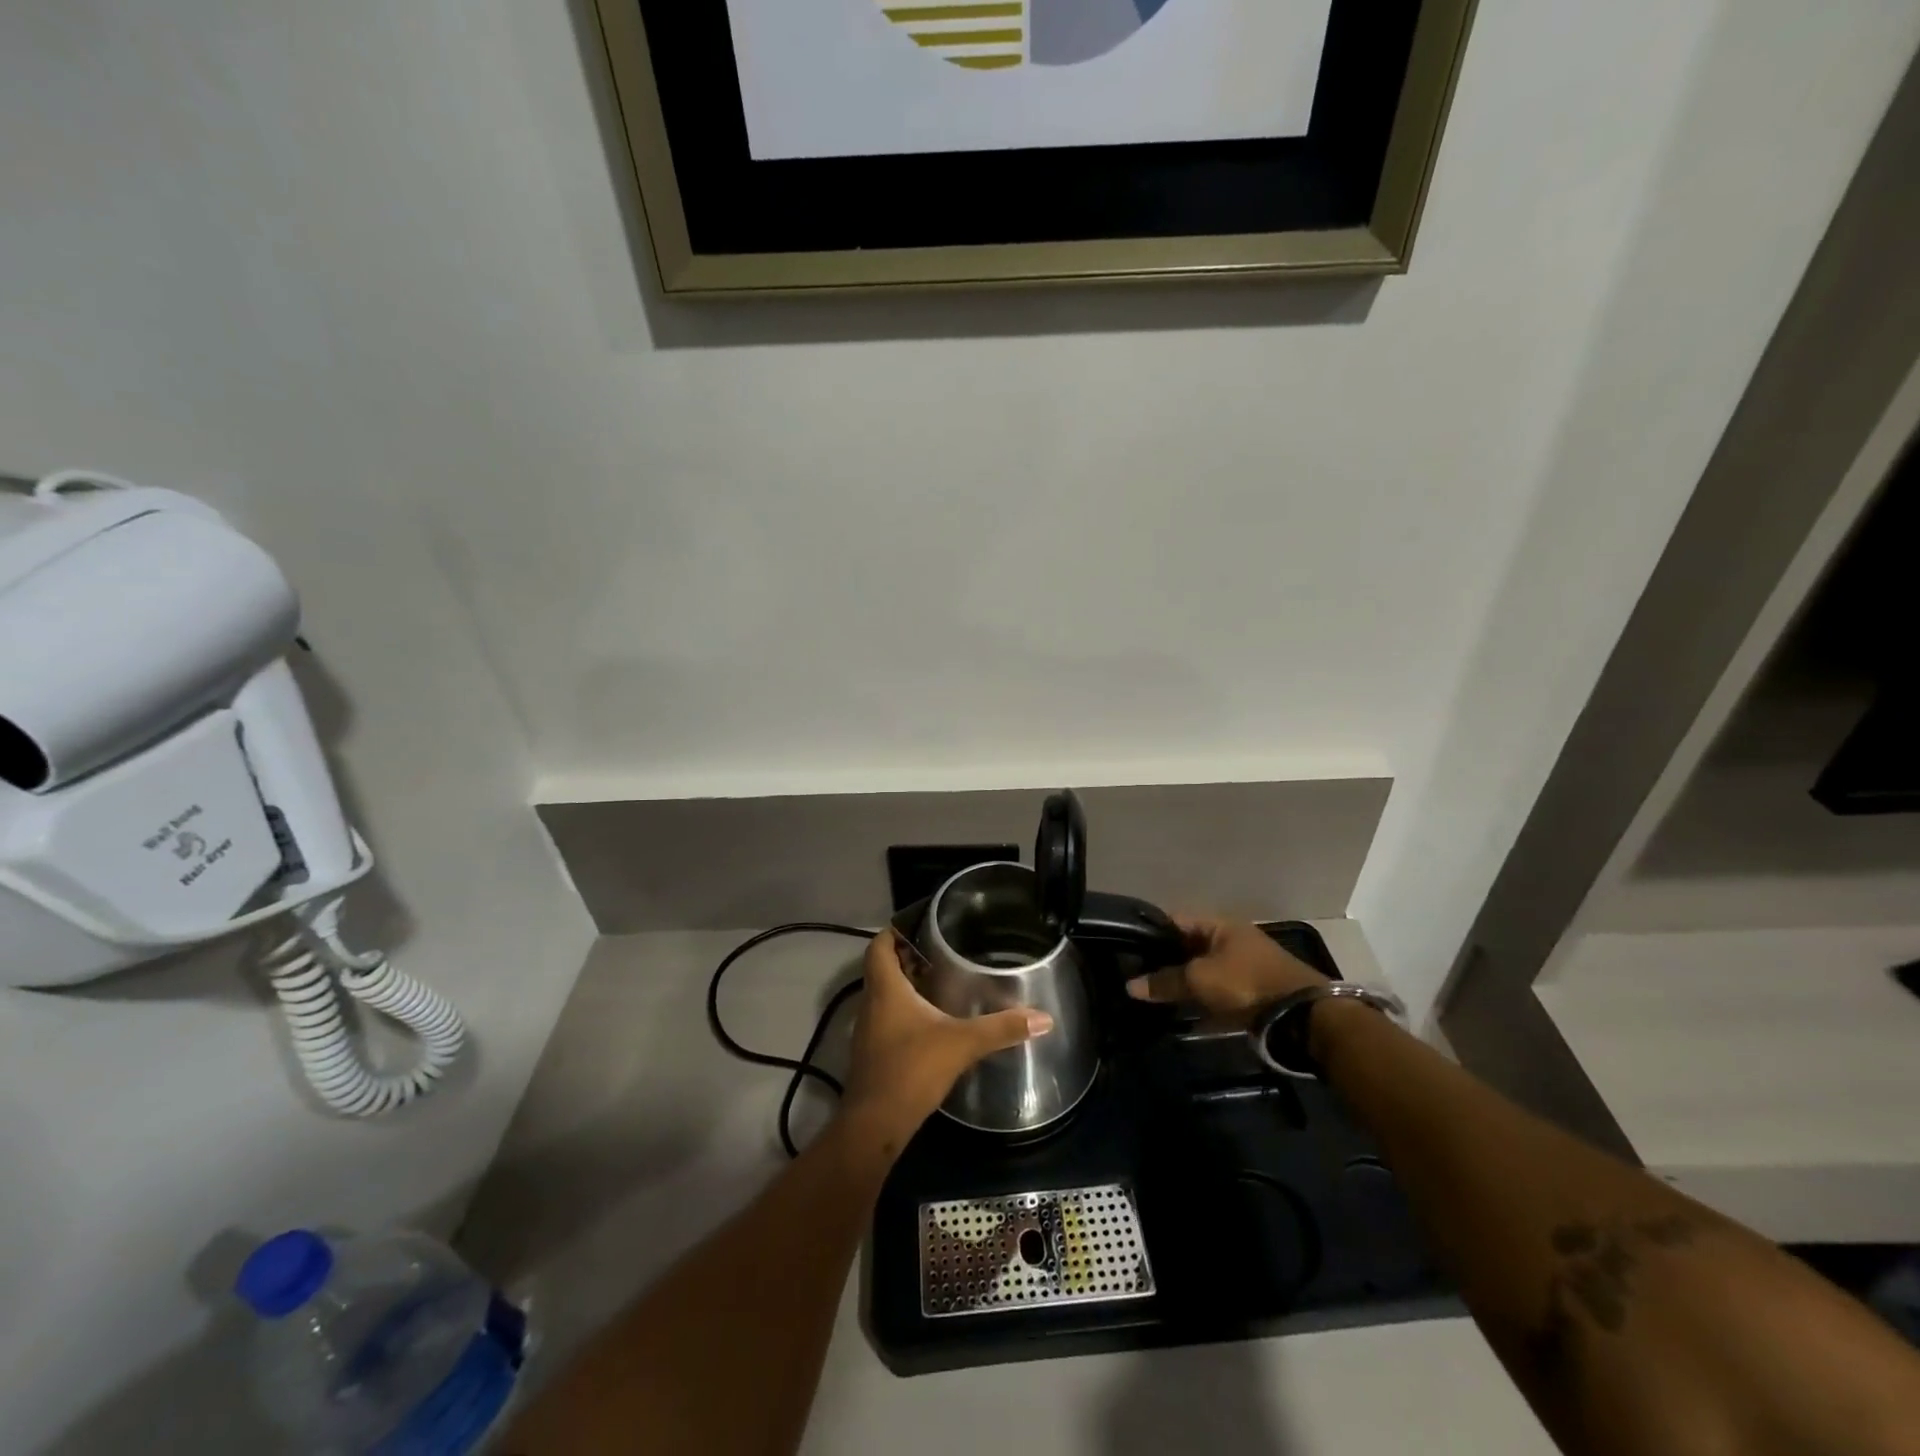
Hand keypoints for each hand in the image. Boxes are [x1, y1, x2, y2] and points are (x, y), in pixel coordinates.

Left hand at [842, 931, 1052, 1149]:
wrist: (875, 1124)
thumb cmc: (912, 1069)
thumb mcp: (962, 1043)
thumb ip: (1001, 1028)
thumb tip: (1043, 1018)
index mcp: (885, 988)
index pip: (879, 945)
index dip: (896, 930)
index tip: (922, 924)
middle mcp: (871, 1003)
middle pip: (882, 967)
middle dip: (908, 956)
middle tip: (941, 949)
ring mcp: (869, 1030)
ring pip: (884, 994)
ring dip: (907, 984)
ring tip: (942, 979)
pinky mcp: (874, 1053)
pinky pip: (888, 1018)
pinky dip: (906, 1010)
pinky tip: (933, 1020)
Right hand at [1125, 916, 1327, 1018]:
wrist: (1300, 1015)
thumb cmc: (1245, 982)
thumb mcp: (1199, 979)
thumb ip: (1165, 981)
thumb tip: (1130, 986)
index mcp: (1219, 925)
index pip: (1176, 919)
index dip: (1152, 931)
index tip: (1129, 947)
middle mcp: (1231, 939)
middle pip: (1189, 946)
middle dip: (1166, 961)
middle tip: (1139, 974)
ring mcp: (1243, 966)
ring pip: (1203, 971)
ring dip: (1183, 983)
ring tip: (1155, 996)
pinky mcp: (1251, 992)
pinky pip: (1217, 993)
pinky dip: (1201, 1002)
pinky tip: (1182, 1016)